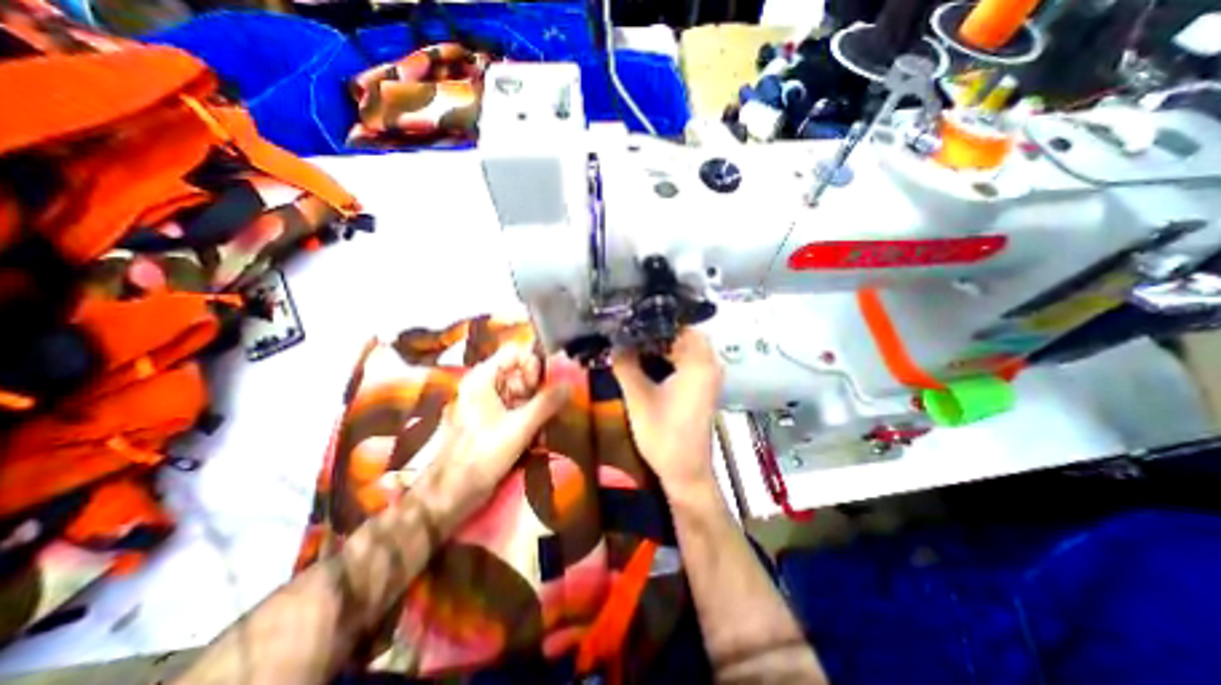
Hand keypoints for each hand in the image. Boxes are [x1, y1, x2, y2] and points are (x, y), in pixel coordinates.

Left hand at [413, 346, 570, 531]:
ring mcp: (491, 404)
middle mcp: (487, 385)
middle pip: (521, 372)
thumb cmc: (480, 455)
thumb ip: (547, 403)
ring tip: (548, 421)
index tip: (549, 383)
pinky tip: (539, 432)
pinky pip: (520, 408)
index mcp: (484, 378)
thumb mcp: (519, 427)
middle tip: (552, 406)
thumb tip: (571, 385)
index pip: (516, 353)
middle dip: (540, 387)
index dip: (535, 363)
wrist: (450, 494)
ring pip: (523, 391)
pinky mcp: (496, 421)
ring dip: (539, 404)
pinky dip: (532, 416)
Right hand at [617, 328, 718, 495]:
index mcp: (698, 362)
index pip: (677, 325)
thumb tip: (614, 343)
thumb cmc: (664, 435)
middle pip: (681, 335)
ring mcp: (708, 376)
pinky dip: (668, 358)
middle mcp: (709, 364)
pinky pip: (685, 361)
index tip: (630, 319)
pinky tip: (646, 361)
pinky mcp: (702, 387)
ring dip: (660, 346)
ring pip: (683, 348)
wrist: (686, 472)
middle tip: (627, 331)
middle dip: (654, 333)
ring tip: (632, 342)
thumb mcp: (638, 397)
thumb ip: (625, 366)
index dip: (653, 321)